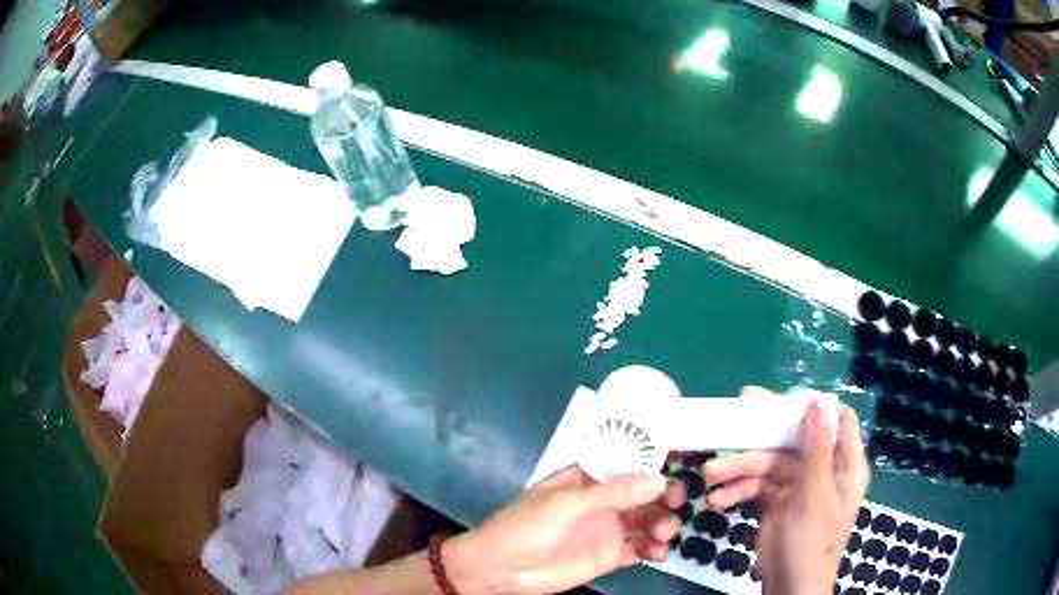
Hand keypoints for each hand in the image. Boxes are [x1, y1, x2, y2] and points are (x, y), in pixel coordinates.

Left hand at [445, 466, 684, 594]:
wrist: (504, 569)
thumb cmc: (528, 525)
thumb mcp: (567, 502)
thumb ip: (613, 493)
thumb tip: (660, 481)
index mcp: (590, 478)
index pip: (628, 464)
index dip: (655, 462)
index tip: (683, 462)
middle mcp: (604, 501)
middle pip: (644, 493)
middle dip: (665, 495)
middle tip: (677, 502)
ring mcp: (609, 528)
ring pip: (648, 520)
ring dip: (663, 522)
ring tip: (664, 531)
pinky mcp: (611, 555)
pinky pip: (641, 548)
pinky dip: (655, 548)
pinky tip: (659, 552)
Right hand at [701, 387, 870, 594]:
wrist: (788, 587)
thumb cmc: (811, 543)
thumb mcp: (815, 495)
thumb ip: (816, 449)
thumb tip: (817, 400)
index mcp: (844, 464)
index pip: (838, 421)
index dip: (815, 407)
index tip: (784, 400)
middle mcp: (822, 469)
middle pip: (794, 440)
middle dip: (762, 437)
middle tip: (733, 418)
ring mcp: (797, 485)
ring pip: (769, 465)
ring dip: (739, 469)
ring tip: (710, 475)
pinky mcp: (776, 501)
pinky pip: (756, 486)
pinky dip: (737, 491)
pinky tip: (718, 500)